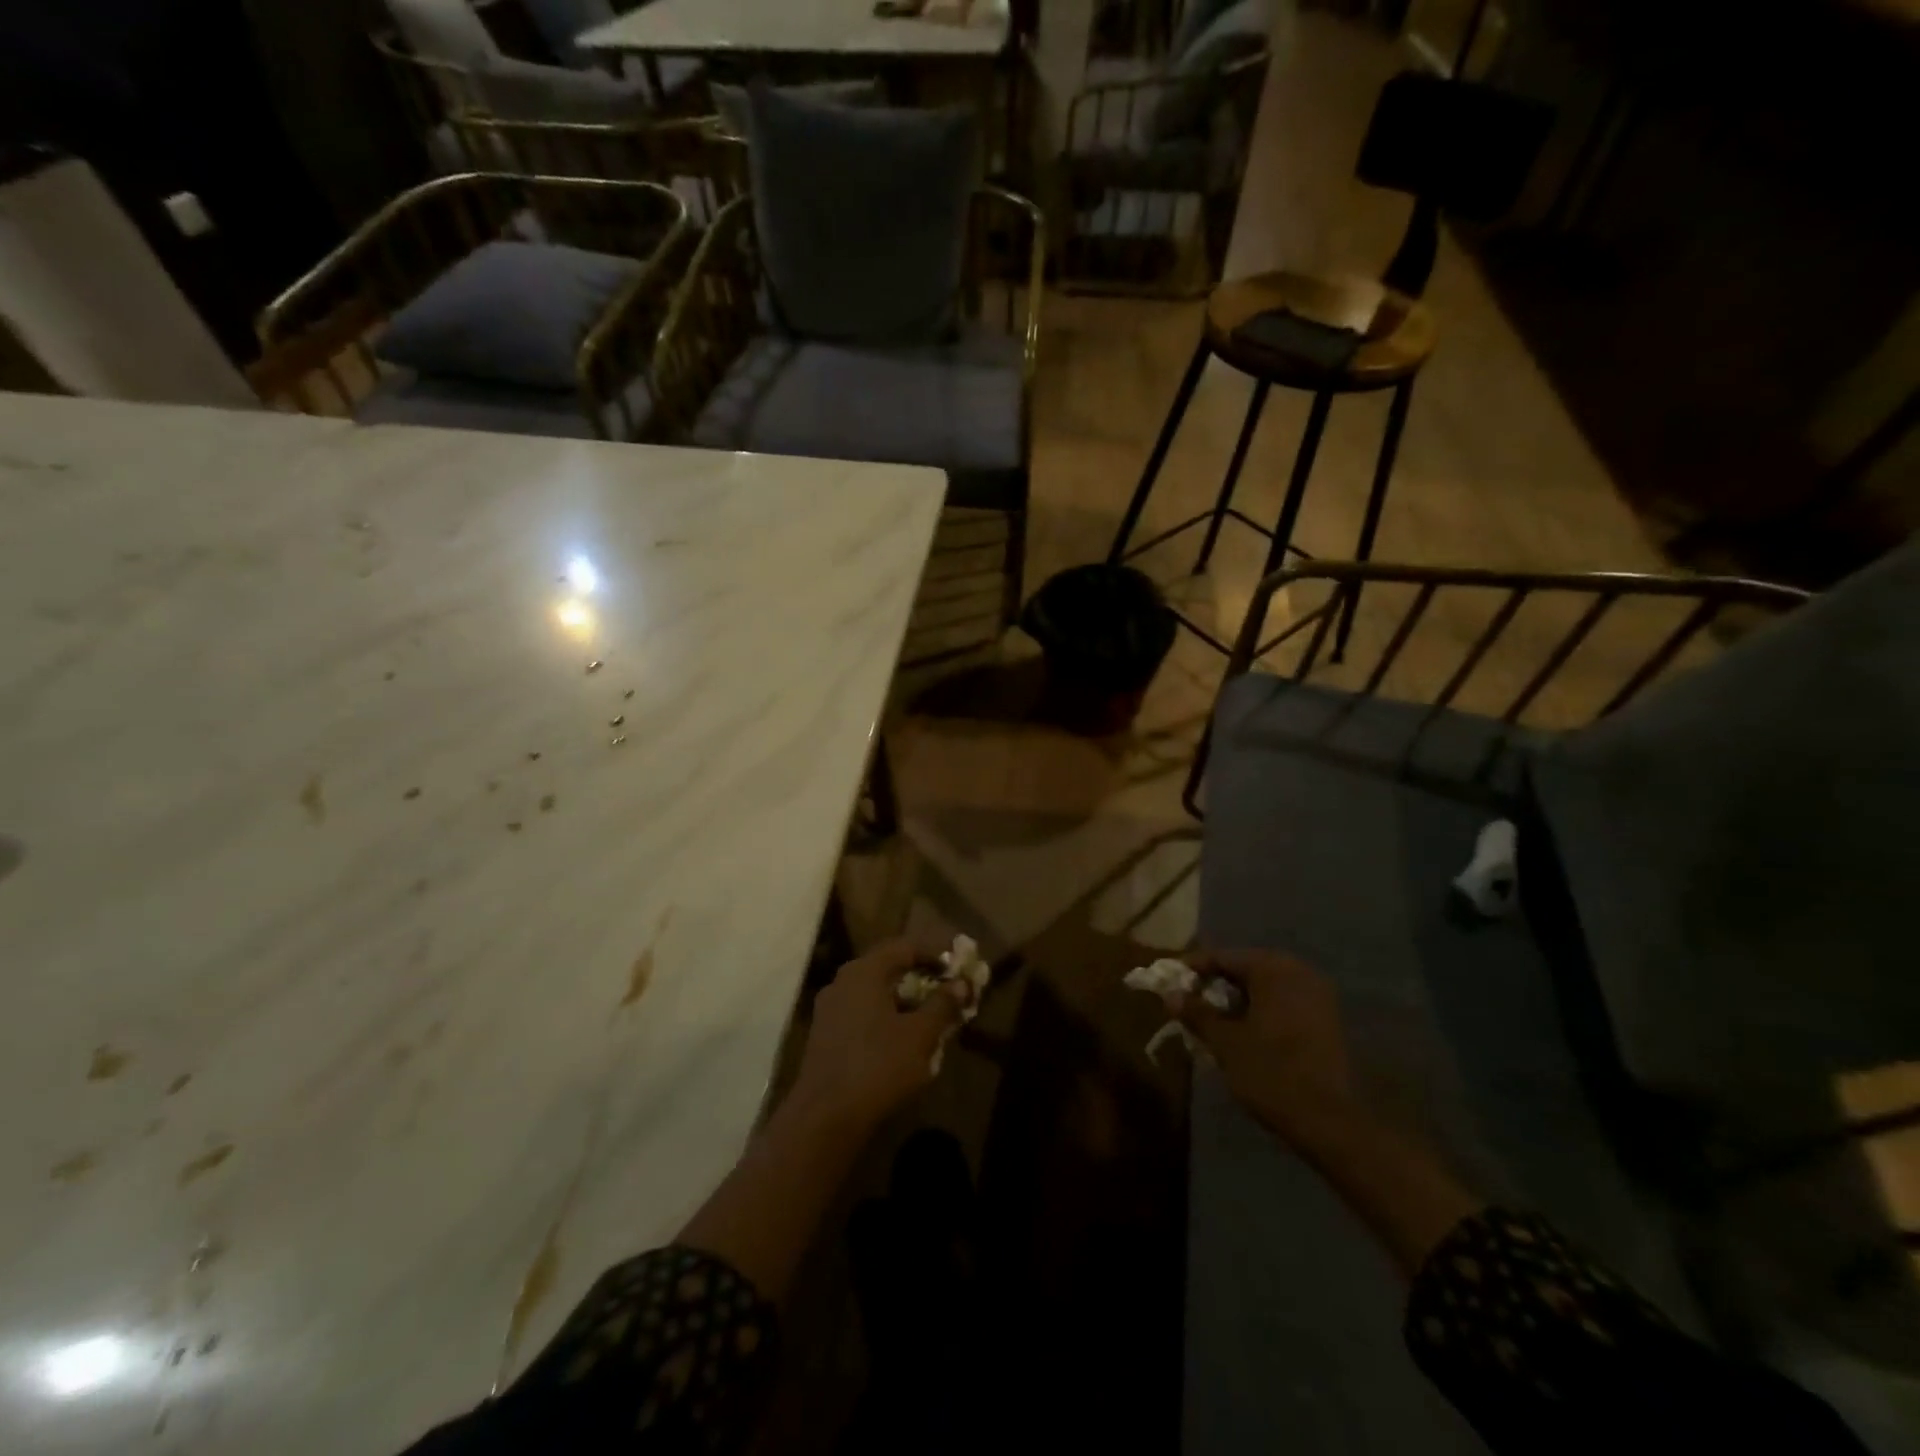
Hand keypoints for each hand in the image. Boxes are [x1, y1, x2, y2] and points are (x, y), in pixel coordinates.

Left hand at [789, 939, 968, 1130]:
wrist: (826, 1117)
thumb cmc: (878, 1065)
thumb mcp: (920, 1035)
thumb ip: (943, 1004)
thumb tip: (961, 983)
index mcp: (864, 971)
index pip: (905, 946)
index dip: (934, 954)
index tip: (957, 968)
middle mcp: (843, 981)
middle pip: (888, 968)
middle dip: (920, 978)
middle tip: (947, 992)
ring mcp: (830, 1009)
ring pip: (875, 993)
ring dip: (904, 1000)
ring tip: (930, 1018)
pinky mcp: (825, 1035)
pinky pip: (862, 1013)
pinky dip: (886, 1017)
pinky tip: (902, 1040)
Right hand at [1168, 949, 1356, 1151]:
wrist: (1330, 1121)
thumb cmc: (1271, 1072)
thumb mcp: (1225, 1042)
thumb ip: (1197, 1013)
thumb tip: (1170, 994)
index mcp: (1272, 968)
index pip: (1222, 957)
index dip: (1193, 969)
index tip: (1171, 983)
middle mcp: (1298, 971)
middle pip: (1246, 968)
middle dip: (1217, 984)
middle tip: (1191, 1002)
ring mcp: (1318, 994)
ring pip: (1267, 985)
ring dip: (1240, 998)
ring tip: (1215, 1019)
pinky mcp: (1328, 1018)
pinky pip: (1285, 1001)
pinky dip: (1262, 1009)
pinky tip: (1246, 1030)